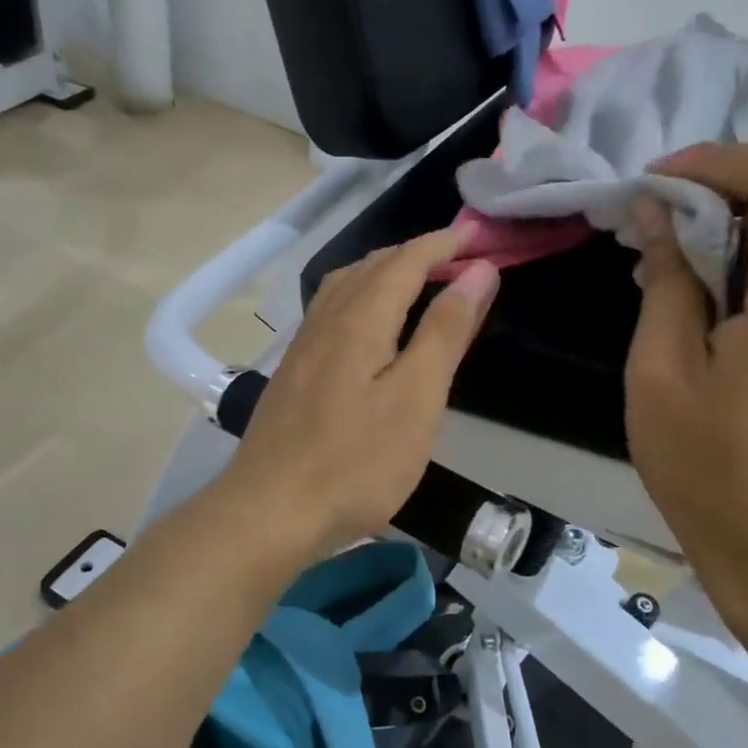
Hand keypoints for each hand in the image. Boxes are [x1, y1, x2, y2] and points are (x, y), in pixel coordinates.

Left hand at [221, 228, 499, 560]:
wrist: (270, 511)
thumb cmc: (356, 461)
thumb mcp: (417, 398)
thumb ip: (446, 331)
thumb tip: (477, 270)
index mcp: (361, 319)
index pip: (406, 261)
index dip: (443, 244)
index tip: (478, 236)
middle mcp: (327, 321)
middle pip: (371, 267)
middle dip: (415, 253)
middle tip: (455, 257)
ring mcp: (303, 347)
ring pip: (344, 286)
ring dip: (383, 271)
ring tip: (414, 279)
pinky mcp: (293, 374)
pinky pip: (330, 312)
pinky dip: (359, 297)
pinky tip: (365, 323)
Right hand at [625, 145, 747, 624]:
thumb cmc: (712, 469)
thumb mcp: (661, 373)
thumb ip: (667, 281)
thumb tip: (658, 214)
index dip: (717, 161)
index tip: (657, 186)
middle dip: (715, 204)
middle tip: (647, 236)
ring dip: (734, 246)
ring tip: (671, 282)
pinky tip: (714, 324)